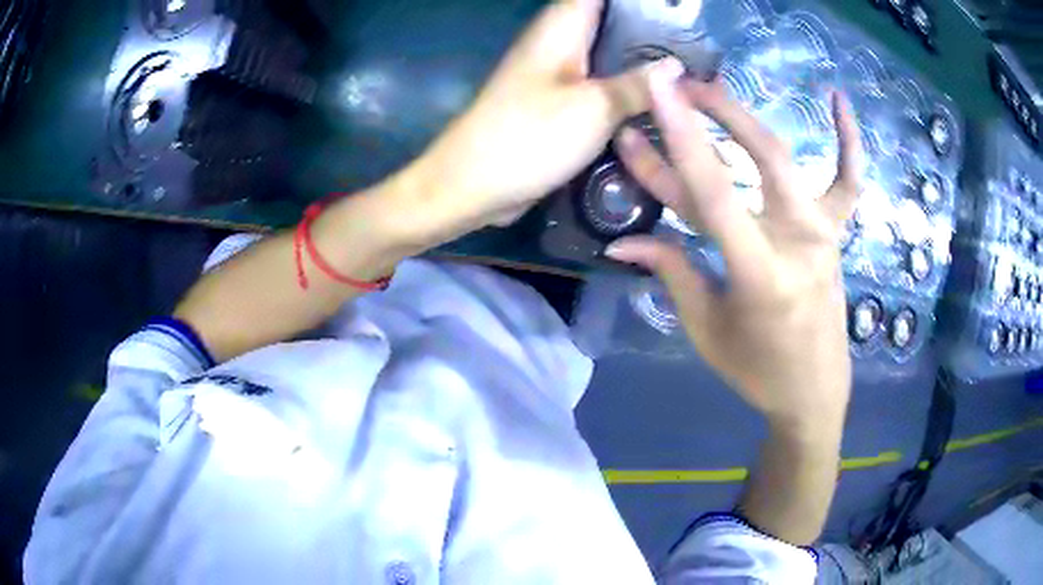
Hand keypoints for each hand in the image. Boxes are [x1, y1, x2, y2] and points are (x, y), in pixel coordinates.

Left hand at [415, 0, 677, 231]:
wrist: (474, 184)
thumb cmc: (529, 136)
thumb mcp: (594, 108)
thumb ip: (638, 84)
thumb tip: (676, 66)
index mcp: (562, 27)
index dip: (638, 1)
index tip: (676, 8)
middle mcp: (559, 42)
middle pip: (610, 21)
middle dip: (651, 28)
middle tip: (694, 42)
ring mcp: (557, 73)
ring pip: (607, 53)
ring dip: (641, 58)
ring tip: (688, 67)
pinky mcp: (557, 102)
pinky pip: (599, 83)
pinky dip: (626, 86)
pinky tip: (656, 98)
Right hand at [606, 69, 861, 430]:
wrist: (814, 392)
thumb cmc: (758, 371)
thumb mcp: (706, 330)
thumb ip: (672, 272)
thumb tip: (622, 240)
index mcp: (762, 274)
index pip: (715, 194)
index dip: (682, 140)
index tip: (658, 94)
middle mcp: (800, 242)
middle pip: (761, 158)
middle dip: (716, 113)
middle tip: (677, 86)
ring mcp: (825, 233)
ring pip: (791, 159)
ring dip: (751, 119)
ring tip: (717, 89)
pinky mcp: (837, 233)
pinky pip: (848, 180)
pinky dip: (848, 140)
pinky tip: (838, 100)